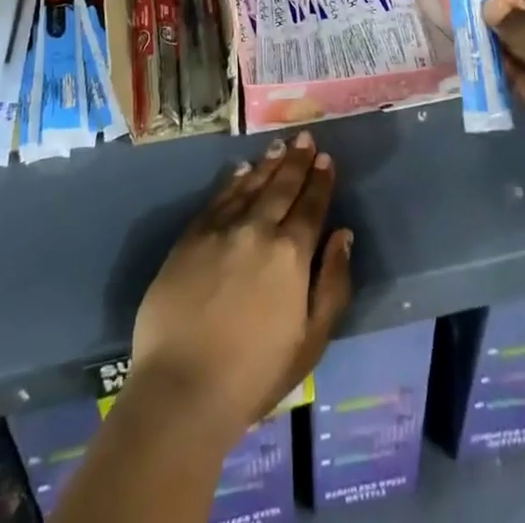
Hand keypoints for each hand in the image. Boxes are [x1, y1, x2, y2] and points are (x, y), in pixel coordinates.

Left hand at [129, 131, 353, 437]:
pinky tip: (241, 170)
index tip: (327, 159)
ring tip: (280, 146)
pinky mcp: (191, 236)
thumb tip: (343, 235)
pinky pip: (218, 198)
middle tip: (305, 138)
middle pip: (282, 187)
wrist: (182, 386)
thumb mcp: (311, 342)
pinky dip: (233, 181)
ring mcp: (222, 229)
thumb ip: (332, 283)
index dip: (321, 181)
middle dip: (297, 161)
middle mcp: (258, 229)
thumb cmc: (254, 374)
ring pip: (251, 185)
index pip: (311, 207)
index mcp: (291, 254)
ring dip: (268, 164)